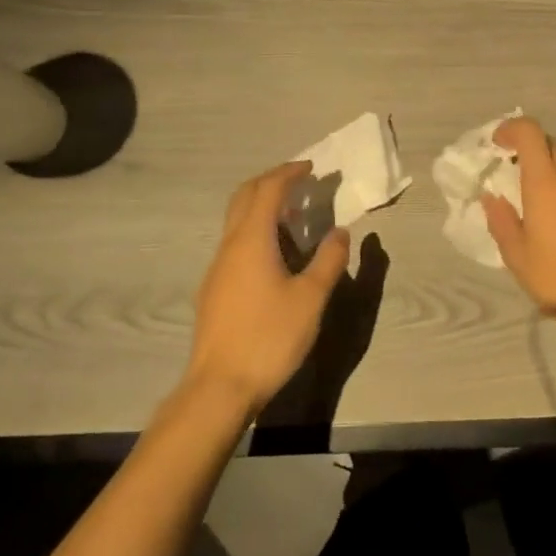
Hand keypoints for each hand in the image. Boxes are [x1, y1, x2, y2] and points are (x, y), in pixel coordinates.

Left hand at [188, 161, 350, 413]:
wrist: (219, 387)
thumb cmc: (269, 337)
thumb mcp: (311, 299)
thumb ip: (329, 260)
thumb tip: (340, 232)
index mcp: (251, 239)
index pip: (268, 190)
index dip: (289, 173)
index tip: (311, 167)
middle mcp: (229, 245)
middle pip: (244, 196)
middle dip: (271, 181)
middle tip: (299, 181)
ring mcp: (217, 267)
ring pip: (236, 220)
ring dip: (262, 206)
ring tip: (294, 216)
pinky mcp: (214, 288)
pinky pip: (235, 241)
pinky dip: (255, 229)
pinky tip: (275, 253)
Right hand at [480, 117, 555, 332]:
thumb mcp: (517, 257)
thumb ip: (501, 221)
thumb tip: (492, 196)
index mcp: (546, 183)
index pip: (530, 132)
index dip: (512, 129)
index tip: (499, 143)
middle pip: (552, 147)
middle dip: (534, 155)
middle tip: (520, 181)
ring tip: (550, 219)